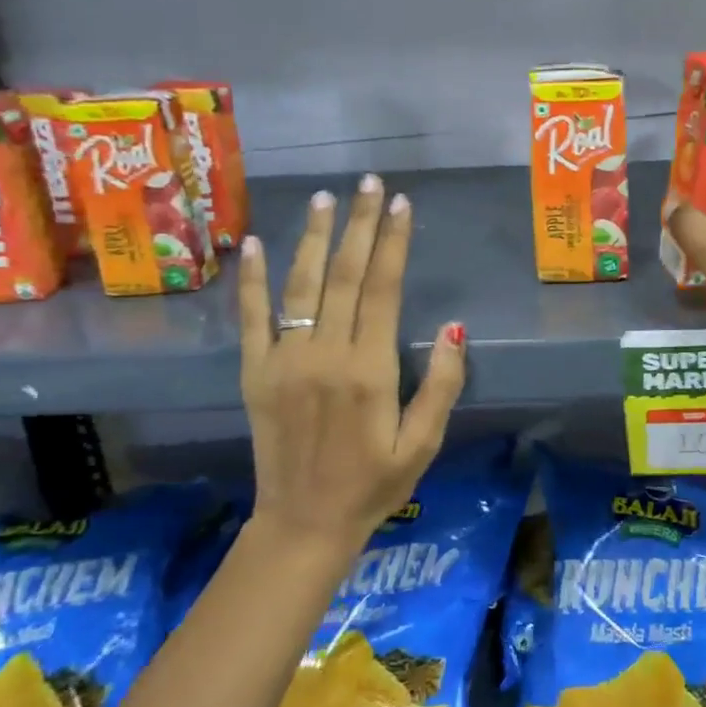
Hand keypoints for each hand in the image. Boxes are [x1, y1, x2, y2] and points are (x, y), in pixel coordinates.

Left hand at [238, 175, 466, 548]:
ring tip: (324, 198)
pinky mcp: (254, 373)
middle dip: (359, 224)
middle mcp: (324, 355)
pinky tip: (255, 245)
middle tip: (369, 183)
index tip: (401, 205)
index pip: (383, 289)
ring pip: (300, 285)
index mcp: (368, 370)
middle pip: (343, 275)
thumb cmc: (373, 484)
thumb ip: (441, 384)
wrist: (304, 523)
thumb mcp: (423, 443)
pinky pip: (252, 318)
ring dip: (313, 237)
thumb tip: (454, 327)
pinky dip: (253, 280)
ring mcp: (283, 361)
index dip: (393, 243)